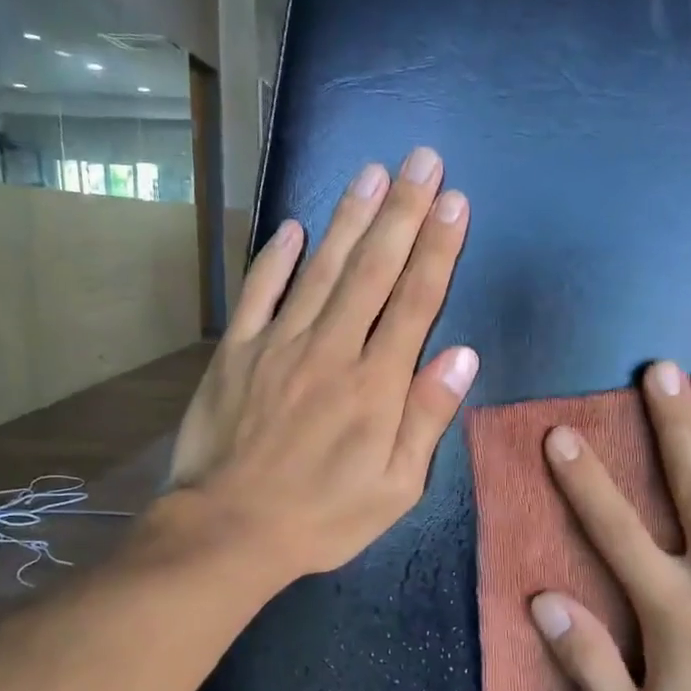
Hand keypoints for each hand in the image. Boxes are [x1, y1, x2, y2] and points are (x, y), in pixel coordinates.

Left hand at [167, 148, 477, 581]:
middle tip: (422, 160)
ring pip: (321, 268)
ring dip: (349, 217)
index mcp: (376, 384)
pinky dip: (274, 257)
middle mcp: (331, 350)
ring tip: (373, 171)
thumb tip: (462, 356)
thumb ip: (427, 418)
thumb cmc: (323, 517)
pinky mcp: (237, 351)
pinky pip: (258, 293)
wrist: (229, 531)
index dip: (438, 248)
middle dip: (403, 211)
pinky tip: (291, 226)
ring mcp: (279, 345)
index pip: (415, 302)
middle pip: (373, 269)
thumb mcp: (395, 488)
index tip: (455, 201)